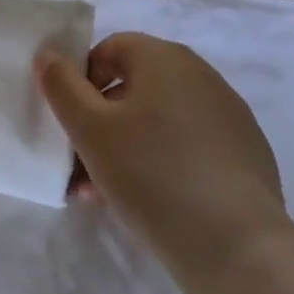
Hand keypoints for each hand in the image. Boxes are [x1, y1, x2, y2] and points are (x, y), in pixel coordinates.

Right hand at [38, 33, 286, 278]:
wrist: (236, 244)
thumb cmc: (152, 175)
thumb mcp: (90, 130)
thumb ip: (62, 86)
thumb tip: (49, 54)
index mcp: (162, 57)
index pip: (109, 49)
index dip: (82, 81)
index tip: (72, 124)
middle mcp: (199, 72)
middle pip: (134, 86)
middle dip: (101, 122)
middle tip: (81, 166)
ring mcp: (227, 111)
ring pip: (159, 119)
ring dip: (127, 146)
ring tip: (106, 194)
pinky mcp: (245, 149)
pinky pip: (190, 143)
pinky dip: (164, 162)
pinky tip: (153, 202)